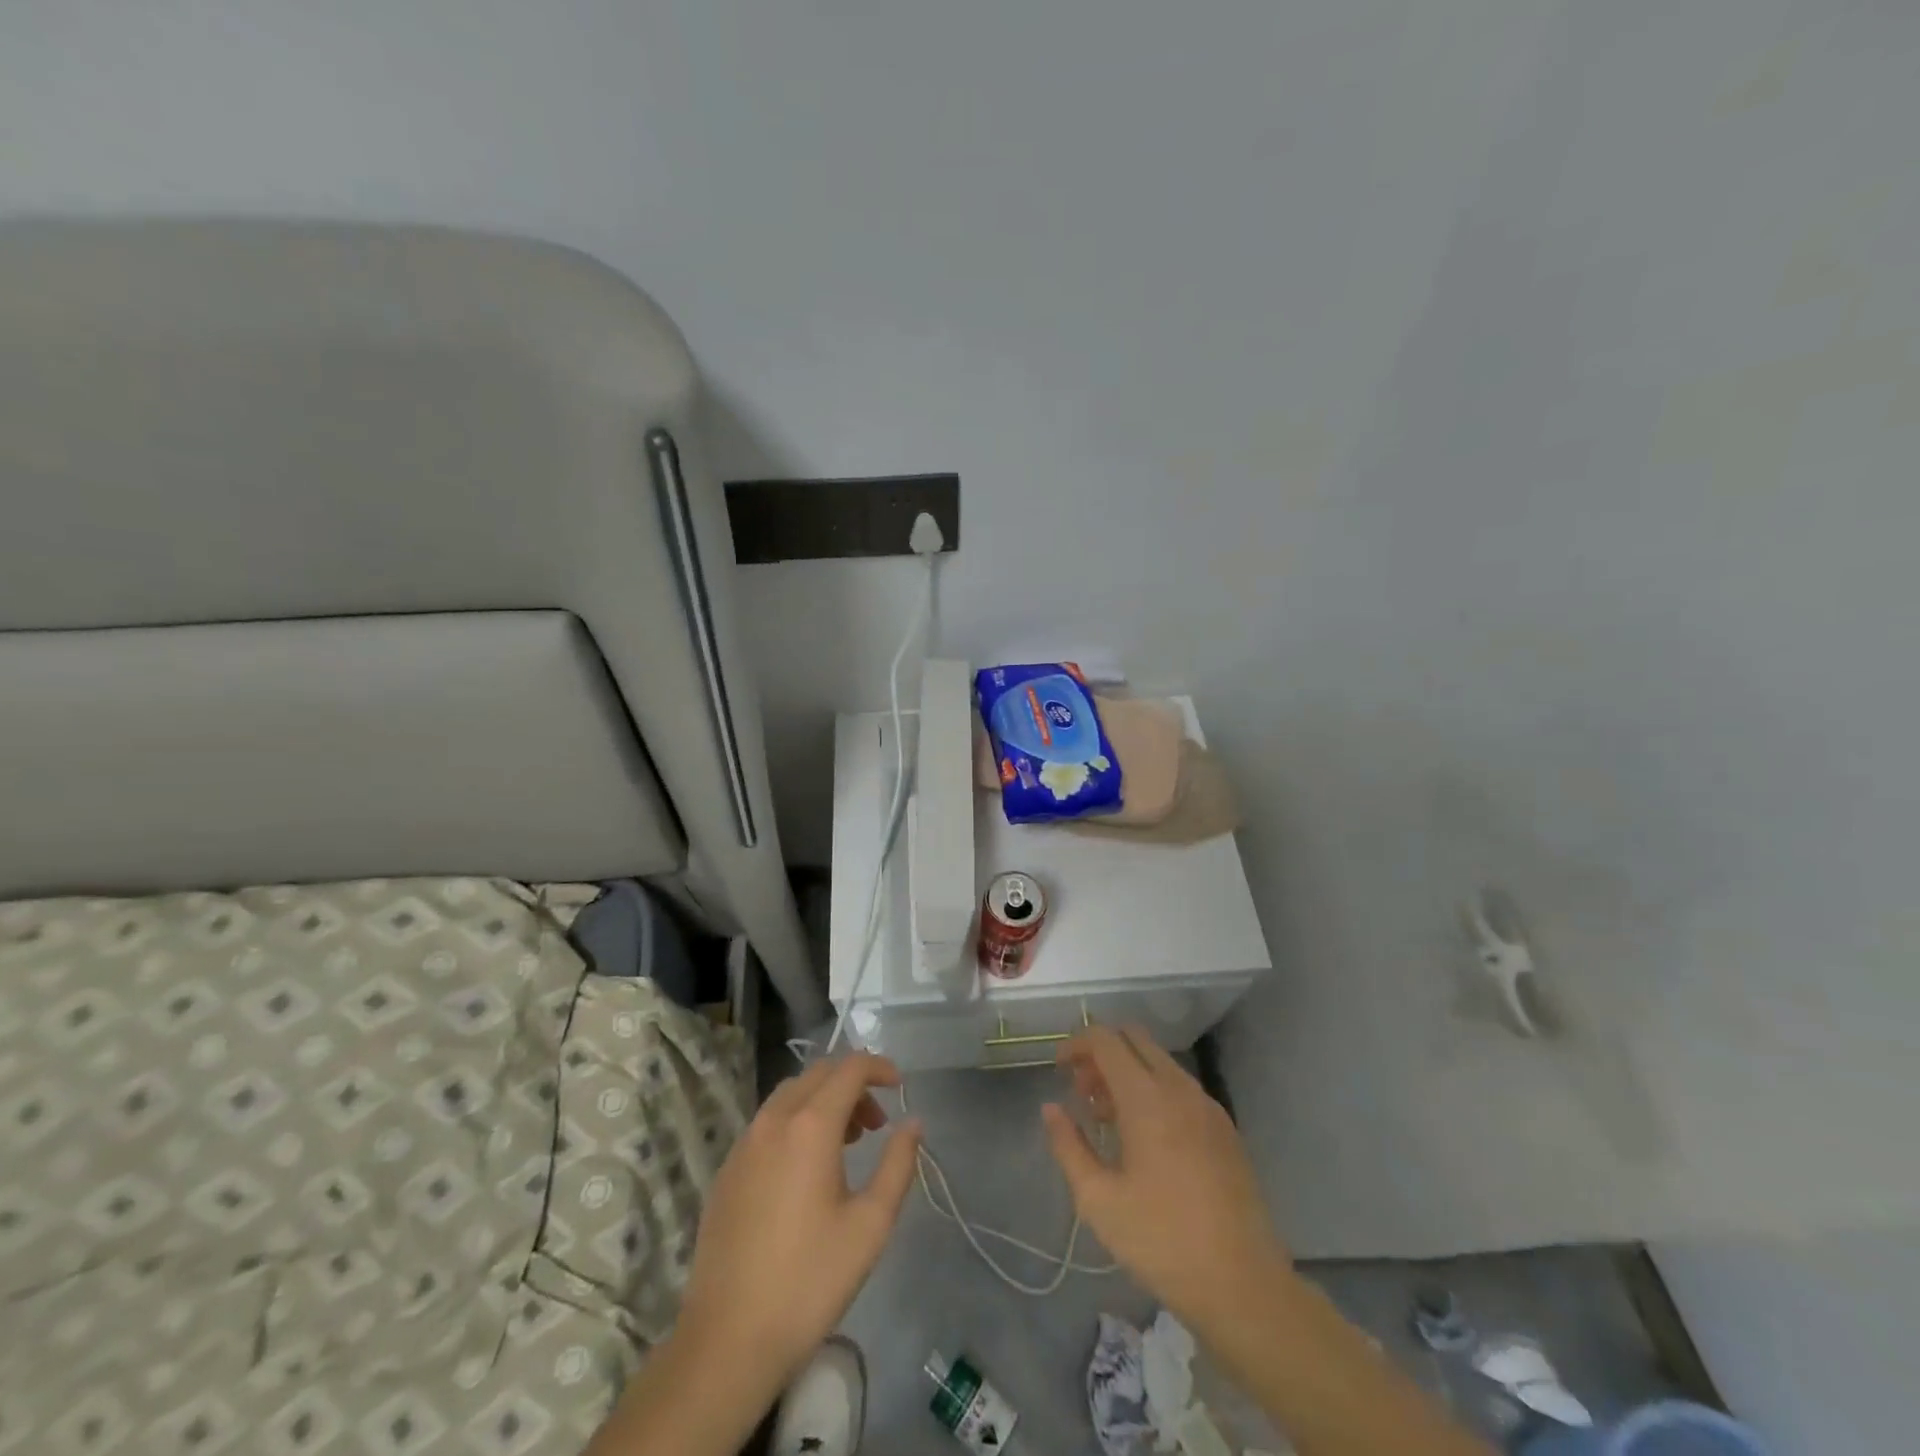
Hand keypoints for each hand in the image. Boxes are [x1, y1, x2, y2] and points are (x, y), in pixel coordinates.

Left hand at [675, 1053, 922, 1395]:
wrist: (727, 1340)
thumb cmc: (809, 1281)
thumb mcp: (870, 1225)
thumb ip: (898, 1164)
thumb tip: (913, 1124)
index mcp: (810, 1126)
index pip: (849, 1068)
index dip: (879, 1068)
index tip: (901, 1088)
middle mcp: (773, 1120)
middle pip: (819, 1074)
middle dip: (853, 1085)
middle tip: (876, 1124)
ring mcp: (744, 1143)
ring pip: (791, 1095)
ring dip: (824, 1102)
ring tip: (847, 1144)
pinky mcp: (727, 1169)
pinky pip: (768, 1122)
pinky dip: (796, 1121)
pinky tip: (807, 1169)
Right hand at [1043, 1026, 1294, 1328]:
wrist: (1244, 1287)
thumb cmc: (1162, 1242)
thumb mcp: (1099, 1201)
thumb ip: (1069, 1146)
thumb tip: (1051, 1109)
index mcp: (1147, 1098)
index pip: (1106, 1040)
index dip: (1077, 1044)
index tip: (1058, 1069)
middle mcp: (1180, 1088)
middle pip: (1135, 1039)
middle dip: (1102, 1053)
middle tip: (1082, 1092)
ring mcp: (1208, 1106)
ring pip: (1159, 1061)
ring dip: (1128, 1072)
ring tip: (1107, 1120)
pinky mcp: (1225, 1128)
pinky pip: (1180, 1087)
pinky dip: (1154, 1090)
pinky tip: (1145, 1138)